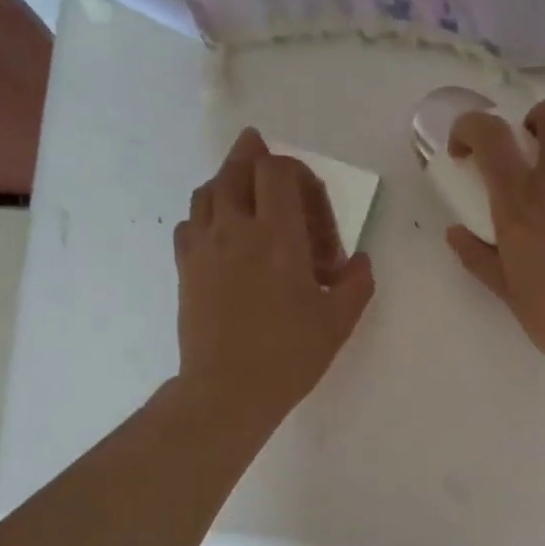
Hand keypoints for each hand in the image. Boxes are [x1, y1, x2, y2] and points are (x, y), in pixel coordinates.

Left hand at [175, 128, 374, 426]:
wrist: (228, 390)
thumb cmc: (290, 354)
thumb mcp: (338, 320)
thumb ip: (357, 282)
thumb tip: (359, 261)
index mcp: (277, 235)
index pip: (278, 171)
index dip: (298, 172)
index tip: (313, 205)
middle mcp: (235, 228)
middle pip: (236, 167)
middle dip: (255, 156)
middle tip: (269, 158)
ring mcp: (204, 247)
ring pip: (208, 190)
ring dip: (229, 181)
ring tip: (245, 191)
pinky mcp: (185, 268)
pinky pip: (190, 222)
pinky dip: (207, 215)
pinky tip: (220, 232)